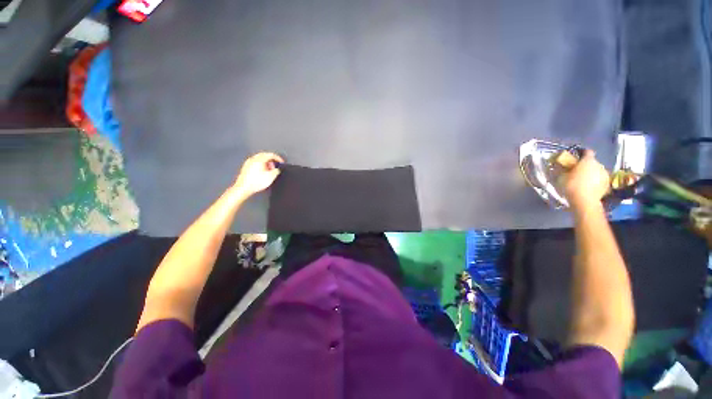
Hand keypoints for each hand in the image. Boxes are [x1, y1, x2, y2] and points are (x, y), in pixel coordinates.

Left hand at [233, 152, 284, 196]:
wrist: (244, 188)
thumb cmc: (256, 182)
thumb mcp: (271, 177)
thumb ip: (276, 171)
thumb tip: (277, 169)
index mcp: (259, 160)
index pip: (271, 155)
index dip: (278, 158)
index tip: (281, 162)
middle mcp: (253, 159)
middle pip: (264, 155)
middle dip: (271, 159)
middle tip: (276, 165)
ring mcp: (248, 163)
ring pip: (259, 158)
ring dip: (266, 162)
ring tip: (270, 169)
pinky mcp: (245, 167)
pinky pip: (255, 162)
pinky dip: (260, 164)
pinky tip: (262, 171)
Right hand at [562, 150, 610, 209]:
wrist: (585, 201)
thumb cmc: (571, 186)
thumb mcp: (561, 177)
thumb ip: (562, 169)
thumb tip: (560, 165)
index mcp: (588, 161)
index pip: (587, 152)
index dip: (581, 153)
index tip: (576, 158)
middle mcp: (599, 165)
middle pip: (592, 162)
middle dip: (586, 166)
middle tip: (577, 172)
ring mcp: (605, 175)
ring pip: (597, 171)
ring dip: (591, 174)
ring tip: (583, 181)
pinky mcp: (607, 184)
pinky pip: (600, 180)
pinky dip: (595, 181)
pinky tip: (589, 187)